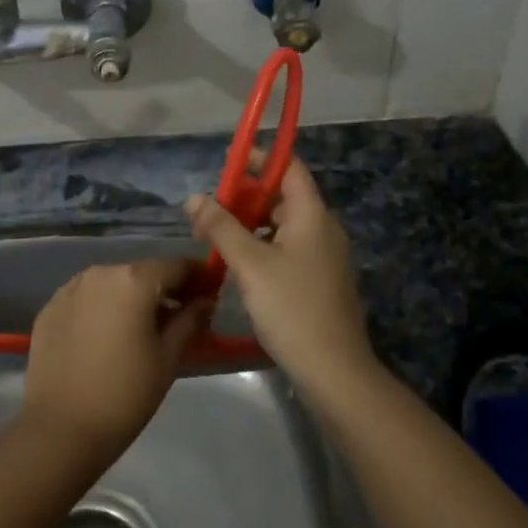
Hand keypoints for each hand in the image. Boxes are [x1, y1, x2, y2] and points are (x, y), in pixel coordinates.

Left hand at [21, 258, 212, 461]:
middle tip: (177, 318)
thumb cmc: (125, 393)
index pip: (176, 266)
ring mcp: (70, 288)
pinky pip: (86, 299)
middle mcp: (100, 272)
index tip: (208, 295)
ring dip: (130, 297)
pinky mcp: (49, 308)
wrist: (60, 429)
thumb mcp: (168, 357)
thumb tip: (205, 301)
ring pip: (112, 284)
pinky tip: (105, 338)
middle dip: (163, 289)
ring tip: (139, 329)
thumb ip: (190, 320)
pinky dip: (101, 309)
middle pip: (142, 272)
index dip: (197, 277)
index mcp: (134, 280)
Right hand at [184, 156, 374, 393]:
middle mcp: (323, 228)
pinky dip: (263, 246)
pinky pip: (289, 248)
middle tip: (210, 208)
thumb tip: (194, 198)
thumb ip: (221, 227)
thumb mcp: (249, 264)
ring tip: (217, 237)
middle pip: (284, 197)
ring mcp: (325, 256)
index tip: (228, 161)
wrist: (333, 369)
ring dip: (251, 224)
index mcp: (312, 215)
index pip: (289, 167)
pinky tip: (240, 264)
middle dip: (246, 197)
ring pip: (284, 226)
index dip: (260, 158)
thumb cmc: (291, 307)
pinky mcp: (321, 280)